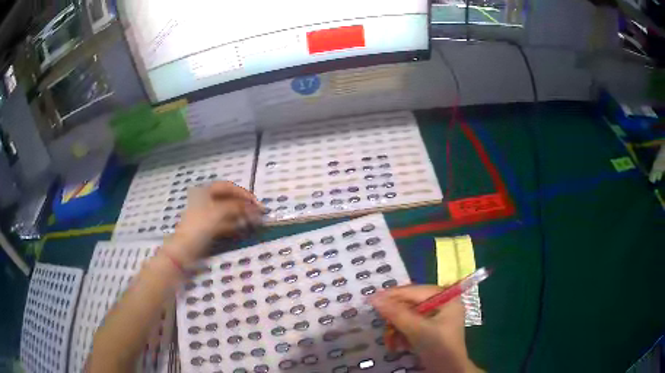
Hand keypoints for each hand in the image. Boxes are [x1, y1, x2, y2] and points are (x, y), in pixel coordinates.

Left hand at [165, 181, 262, 265]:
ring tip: (253, 221)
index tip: (257, 203)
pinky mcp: (209, 228)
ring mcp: (207, 215)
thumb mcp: (218, 212)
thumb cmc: (199, 226)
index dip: (243, 193)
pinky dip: (234, 224)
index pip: (228, 187)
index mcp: (205, 192)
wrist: (184, 250)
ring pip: (227, 211)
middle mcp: (206, 201)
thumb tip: (254, 207)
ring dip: (241, 215)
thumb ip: (237, 207)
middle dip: (243, 204)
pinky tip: (243, 229)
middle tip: (257, 213)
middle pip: (228, 199)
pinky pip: (224, 223)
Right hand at [371, 286, 481, 372]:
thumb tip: (374, 298)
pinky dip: (403, 333)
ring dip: (397, 326)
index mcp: (446, 298)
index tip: (372, 298)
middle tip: (379, 318)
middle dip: (395, 314)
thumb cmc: (438, 347)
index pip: (415, 291)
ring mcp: (437, 317)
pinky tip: (398, 344)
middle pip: (412, 303)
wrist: (448, 371)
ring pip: (410, 315)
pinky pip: (412, 324)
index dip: (393, 295)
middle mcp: (443, 303)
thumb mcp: (417, 330)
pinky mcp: (431, 329)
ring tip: (389, 337)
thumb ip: (396, 313)